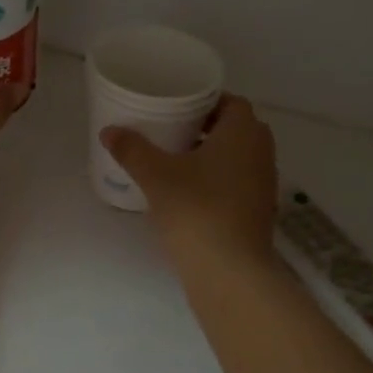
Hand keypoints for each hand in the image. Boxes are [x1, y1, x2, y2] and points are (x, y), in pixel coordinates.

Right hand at [101, 95, 276, 268]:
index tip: (178, 106)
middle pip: (236, 129)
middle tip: (173, 131)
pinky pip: (239, 183)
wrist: (229, 271)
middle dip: (207, 128)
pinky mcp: (259, 213)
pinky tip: (190, 193)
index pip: (231, 102)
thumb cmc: (196, 210)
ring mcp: (264, 185)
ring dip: (213, 156)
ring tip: (177, 161)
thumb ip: (132, 149)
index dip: (206, 101)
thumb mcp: (156, 176)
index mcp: (243, 133)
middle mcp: (261, 153)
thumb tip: (109, 131)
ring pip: (239, 158)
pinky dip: (219, 181)